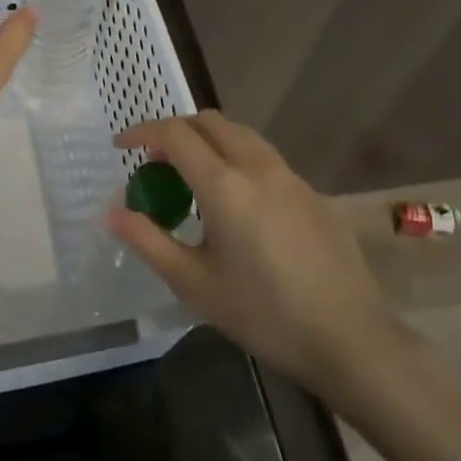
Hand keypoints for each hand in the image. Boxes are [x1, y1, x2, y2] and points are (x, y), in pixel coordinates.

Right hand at [105, 111, 410, 399]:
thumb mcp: (193, 283)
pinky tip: (234, 202)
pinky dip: (235, 158)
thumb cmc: (263, 314)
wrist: (350, 339)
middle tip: (154, 162)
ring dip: (207, 140)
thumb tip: (109, 212)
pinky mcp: (311, 193)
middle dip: (174, 130)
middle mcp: (258, 167)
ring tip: (190, 177)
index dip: (141, 133)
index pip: (175, 134)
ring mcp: (290, 177)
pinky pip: (263, 157)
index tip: (120, 147)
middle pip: (209, 122)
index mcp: (225, 185)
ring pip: (240, 135)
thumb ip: (147, 241)